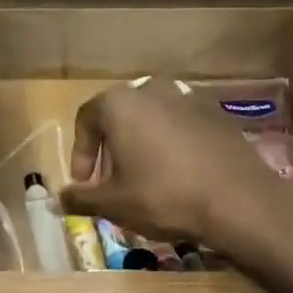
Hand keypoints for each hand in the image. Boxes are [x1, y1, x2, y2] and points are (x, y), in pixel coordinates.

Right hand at [59, 75, 292, 258]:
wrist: (237, 199)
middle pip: (120, 117)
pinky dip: (170, 148)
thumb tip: (55, 200)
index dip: (79, 154)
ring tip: (144, 183)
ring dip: (141, 148)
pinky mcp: (217, 114)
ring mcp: (189, 98)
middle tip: (112, 184)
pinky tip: (178, 178)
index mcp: (121, 103)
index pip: (85, 119)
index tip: (84, 185)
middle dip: (110, 151)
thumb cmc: (163, 197)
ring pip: (152, 121)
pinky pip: (181, 128)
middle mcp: (153, 89)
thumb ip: (81, 198)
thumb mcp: (114, 204)